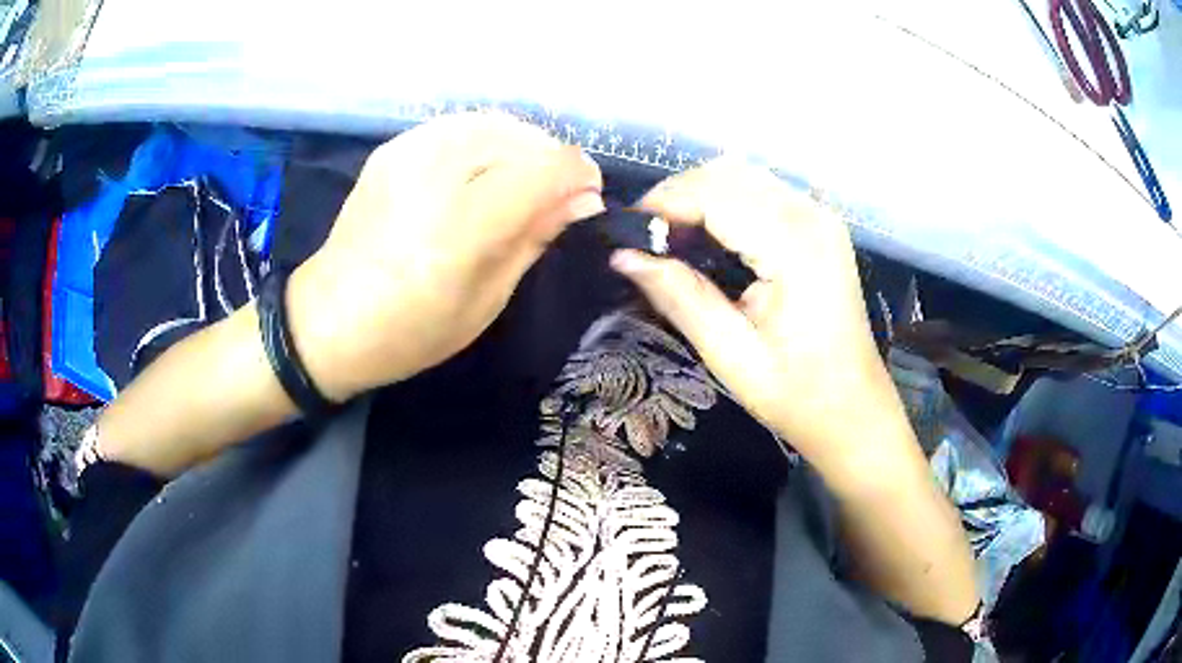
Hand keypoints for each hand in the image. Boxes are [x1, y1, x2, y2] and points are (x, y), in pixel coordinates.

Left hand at [288, 113, 603, 400]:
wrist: (326, 321)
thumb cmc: (410, 331)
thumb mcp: (486, 301)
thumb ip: (535, 238)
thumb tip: (583, 200)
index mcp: (463, 226)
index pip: (548, 168)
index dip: (580, 176)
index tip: (586, 200)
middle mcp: (437, 174)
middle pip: (524, 138)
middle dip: (553, 161)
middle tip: (554, 198)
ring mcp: (409, 152)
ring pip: (494, 122)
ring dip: (522, 147)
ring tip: (520, 182)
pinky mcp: (392, 148)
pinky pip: (459, 125)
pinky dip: (486, 140)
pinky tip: (483, 169)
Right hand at [610, 160, 903, 470]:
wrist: (854, 409)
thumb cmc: (797, 395)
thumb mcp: (731, 355)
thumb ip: (679, 296)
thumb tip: (622, 256)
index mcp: (794, 246)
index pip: (714, 194)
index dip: (663, 204)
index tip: (625, 235)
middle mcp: (810, 215)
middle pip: (727, 172)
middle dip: (677, 195)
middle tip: (644, 240)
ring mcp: (819, 216)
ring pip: (743, 175)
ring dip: (699, 195)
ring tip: (670, 237)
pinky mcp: (820, 224)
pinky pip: (762, 191)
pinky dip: (725, 201)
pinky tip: (708, 235)